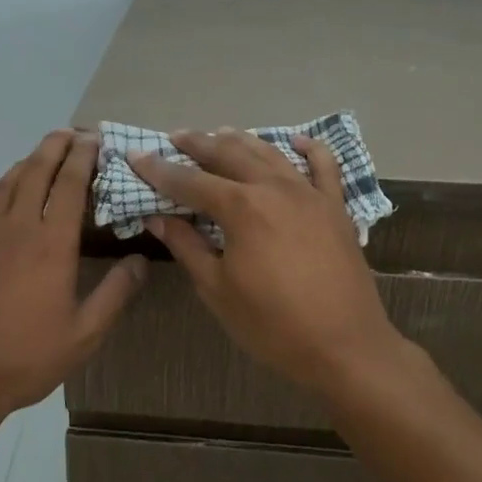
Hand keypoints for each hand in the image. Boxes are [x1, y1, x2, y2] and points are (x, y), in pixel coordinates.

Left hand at [0, 129, 146, 428]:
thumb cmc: (27, 357)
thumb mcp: (85, 334)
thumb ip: (116, 293)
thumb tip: (140, 260)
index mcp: (51, 244)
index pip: (70, 184)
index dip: (83, 156)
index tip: (95, 139)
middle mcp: (16, 227)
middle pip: (36, 170)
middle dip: (55, 145)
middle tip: (72, 133)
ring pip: (8, 182)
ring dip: (29, 161)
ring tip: (45, 154)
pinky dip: (2, 188)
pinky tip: (8, 193)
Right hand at [129, 130, 406, 395]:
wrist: (345, 348)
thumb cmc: (272, 325)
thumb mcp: (217, 289)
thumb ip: (187, 246)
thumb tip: (158, 217)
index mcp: (241, 208)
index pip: (189, 181)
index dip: (159, 170)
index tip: (136, 156)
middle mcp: (274, 188)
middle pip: (229, 155)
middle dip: (198, 144)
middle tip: (175, 137)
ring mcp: (310, 194)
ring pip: (270, 153)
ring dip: (241, 140)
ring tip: (219, 133)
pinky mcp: (335, 207)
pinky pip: (324, 166)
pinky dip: (308, 148)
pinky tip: (295, 140)